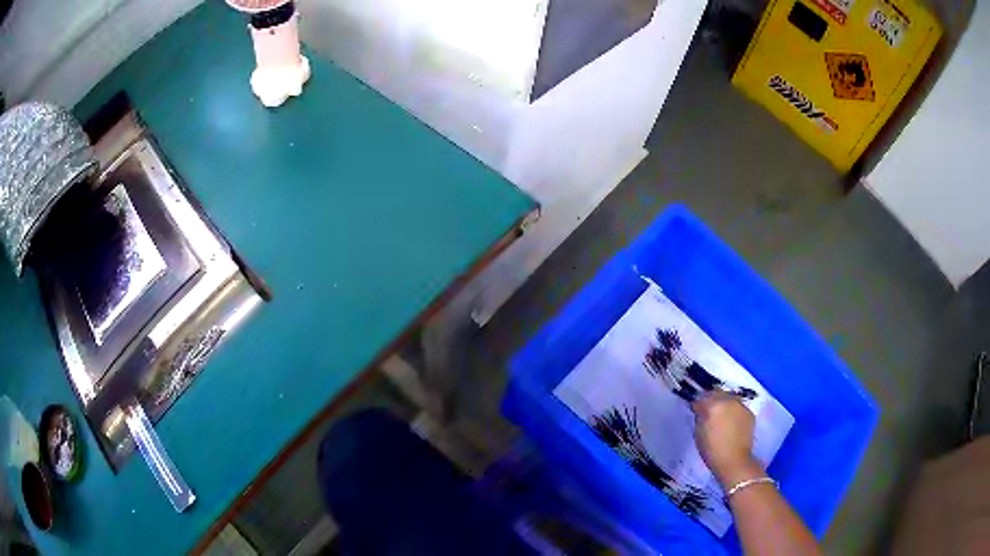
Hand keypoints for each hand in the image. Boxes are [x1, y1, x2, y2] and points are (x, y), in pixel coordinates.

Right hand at [691, 392, 762, 487]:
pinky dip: (734, 411)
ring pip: (729, 398)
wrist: (734, 460)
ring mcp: (741, 406)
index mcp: (713, 405)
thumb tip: (701, 410)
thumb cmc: (712, 449)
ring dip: (724, 404)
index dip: (697, 404)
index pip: (701, 398)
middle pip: (717, 393)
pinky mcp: (749, 413)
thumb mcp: (698, 433)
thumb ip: (700, 417)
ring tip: (721, 417)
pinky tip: (731, 423)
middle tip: (708, 412)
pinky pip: (738, 407)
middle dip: (711, 400)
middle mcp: (729, 400)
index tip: (696, 411)